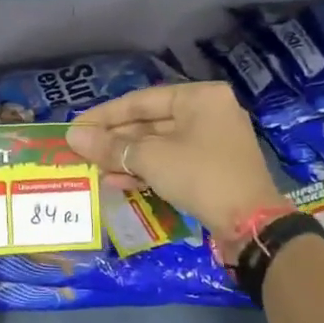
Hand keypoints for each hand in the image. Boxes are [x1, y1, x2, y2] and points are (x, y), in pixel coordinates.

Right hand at [66, 82, 289, 256]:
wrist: (250, 224)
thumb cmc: (200, 176)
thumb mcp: (150, 159)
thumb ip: (110, 146)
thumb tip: (73, 137)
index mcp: (199, 98)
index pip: (141, 100)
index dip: (105, 115)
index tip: (76, 127)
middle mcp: (208, 113)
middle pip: (149, 122)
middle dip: (115, 139)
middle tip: (81, 150)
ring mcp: (212, 143)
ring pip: (158, 145)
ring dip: (126, 158)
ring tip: (94, 168)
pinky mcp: (211, 169)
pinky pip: (171, 163)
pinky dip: (145, 171)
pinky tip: (116, 182)